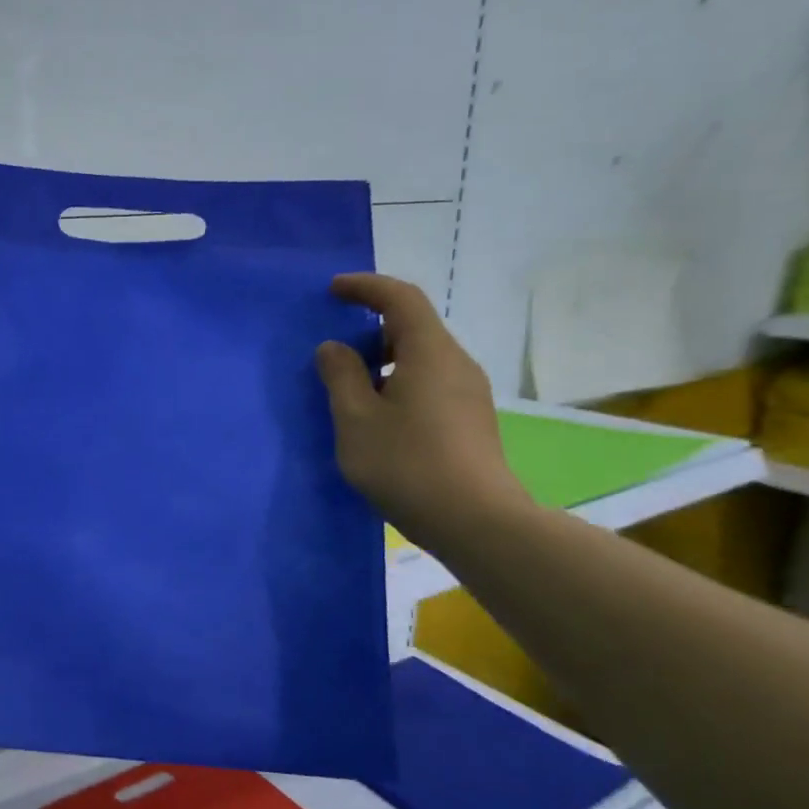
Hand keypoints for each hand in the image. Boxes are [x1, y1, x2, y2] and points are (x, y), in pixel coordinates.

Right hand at [315, 274, 530, 551]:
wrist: (475, 521)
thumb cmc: (407, 464)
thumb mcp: (356, 421)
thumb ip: (340, 377)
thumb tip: (334, 347)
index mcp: (429, 352)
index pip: (400, 299)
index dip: (365, 287)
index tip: (333, 290)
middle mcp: (456, 363)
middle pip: (414, 326)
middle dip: (372, 327)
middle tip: (336, 347)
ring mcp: (468, 393)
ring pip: (422, 357)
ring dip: (384, 360)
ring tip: (350, 387)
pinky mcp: (470, 419)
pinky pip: (429, 382)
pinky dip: (399, 382)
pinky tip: (379, 417)